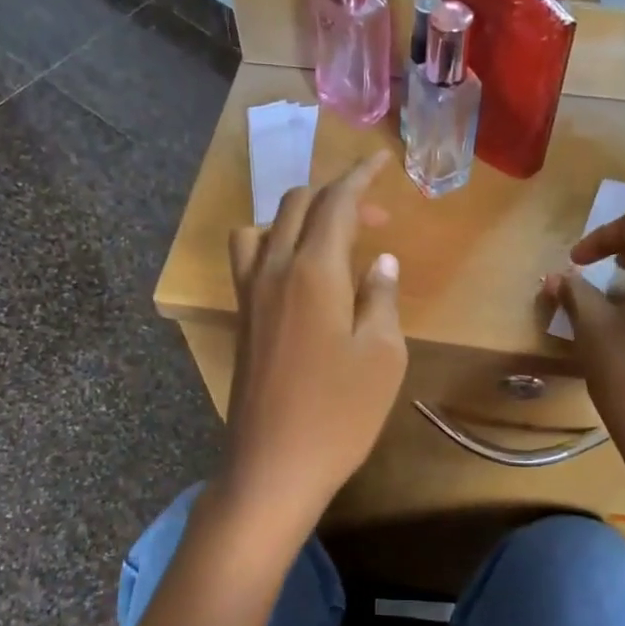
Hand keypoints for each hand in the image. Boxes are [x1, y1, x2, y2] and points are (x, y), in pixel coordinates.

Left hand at [218, 152, 407, 539]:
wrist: (273, 465)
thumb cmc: (339, 414)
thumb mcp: (382, 357)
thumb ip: (381, 298)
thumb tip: (380, 262)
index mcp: (313, 271)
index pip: (336, 202)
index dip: (361, 176)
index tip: (383, 160)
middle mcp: (273, 270)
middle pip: (297, 205)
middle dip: (337, 195)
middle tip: (375, 216)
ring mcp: (249, 295)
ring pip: (265, 226)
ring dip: (298, 217)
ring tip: (330, 240)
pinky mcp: (241, 319)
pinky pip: (249, 258)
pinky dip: (274, 244)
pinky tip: (298, 275)